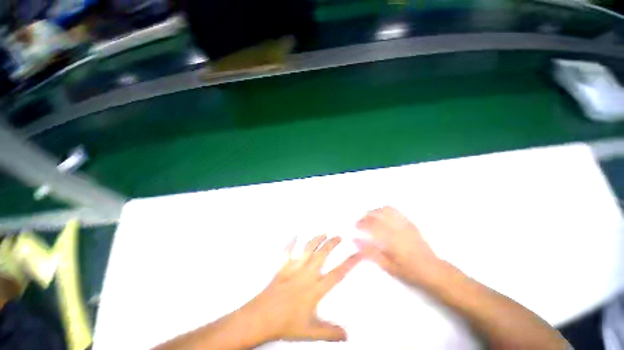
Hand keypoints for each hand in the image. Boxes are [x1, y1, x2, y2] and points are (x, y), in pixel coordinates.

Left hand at [242, 235, 361, 342]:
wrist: (261, 318)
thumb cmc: (285, 324)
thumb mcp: (310, 331)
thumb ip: (330, 332)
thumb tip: (347, 334)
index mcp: (315, 289)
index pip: (337, 274)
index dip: (349, 263)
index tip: (357, 254)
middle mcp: (307, 275)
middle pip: (323, 255)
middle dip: (332, 244)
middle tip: (339, 237)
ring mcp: (294, 268)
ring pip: (308, 249)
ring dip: (316, 240)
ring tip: (323, 234)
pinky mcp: (283, 267)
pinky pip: (288, 251)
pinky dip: (291, 242)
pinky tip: (294, 234)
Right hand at [354, 207, 441, 285]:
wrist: (432, 270)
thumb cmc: (408, 271)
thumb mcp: (387, 266)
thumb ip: (370, 253)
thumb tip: (355, 240)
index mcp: (391, 240)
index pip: (372, 225)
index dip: (362, 223)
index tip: (356, 226)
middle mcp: (398, 228)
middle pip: (378, 215)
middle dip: (366, 215)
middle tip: (361, 221)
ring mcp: (405, 224)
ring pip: (386, 210)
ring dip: (375, 211)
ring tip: (370, 216)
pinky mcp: (410, 223)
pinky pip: (395, 211)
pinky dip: (385, 210)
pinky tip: (382, 215)